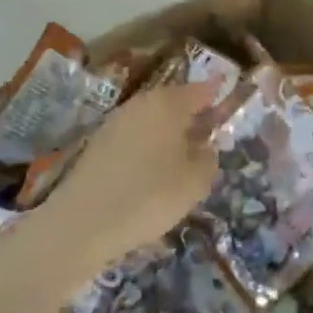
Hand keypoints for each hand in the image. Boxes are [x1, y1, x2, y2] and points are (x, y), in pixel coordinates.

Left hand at [36, 82, 218, 278]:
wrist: (82, 222)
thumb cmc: (149, 195)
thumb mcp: (195, 181)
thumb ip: (208, 158)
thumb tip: (205, 146)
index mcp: (168, 103)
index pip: (202, 90)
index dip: (218, 96)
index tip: (229, 102)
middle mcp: (140, 104)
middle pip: (174, 103)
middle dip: (192, 117)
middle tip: (209, 138)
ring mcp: (115, 123)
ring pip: (152, 121)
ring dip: (169, 135)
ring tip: (183, 161)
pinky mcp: (98, 145)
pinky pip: (134, 139)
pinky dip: (148, 149)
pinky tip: (152, 174)